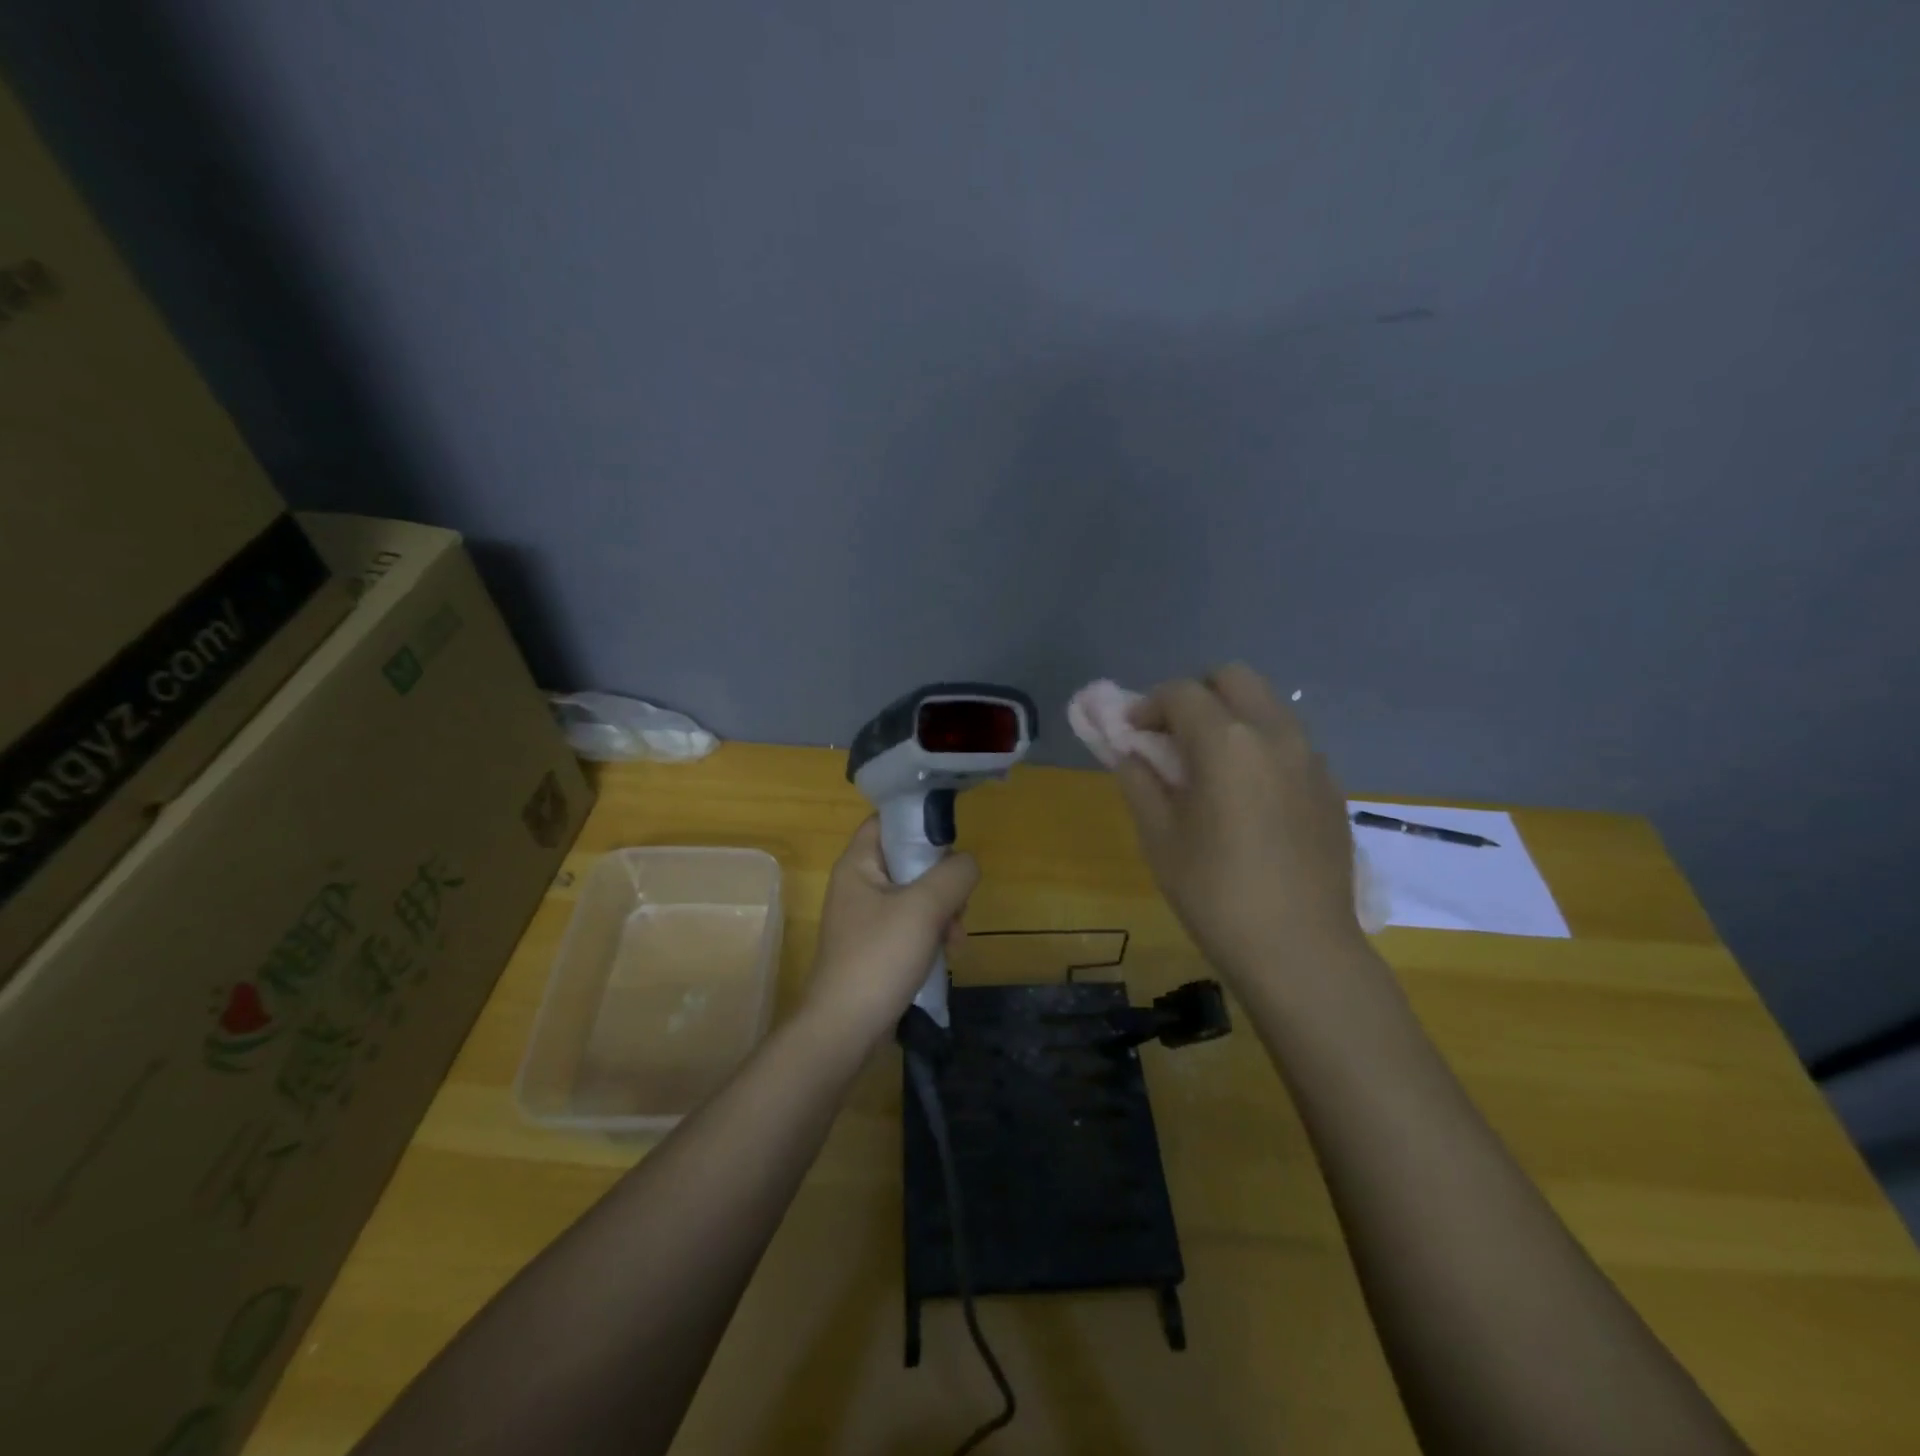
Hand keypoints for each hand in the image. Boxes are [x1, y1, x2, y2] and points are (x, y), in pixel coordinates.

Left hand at [801, 818, 978, 1048]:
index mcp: (857, 864)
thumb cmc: (879, 957)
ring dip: (943, 911)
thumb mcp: (924, 907)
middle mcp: (858, 884)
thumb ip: (953, 874)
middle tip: (959, 903)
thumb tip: (967, 864)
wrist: (844, 1029)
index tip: (952, 840)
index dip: (919, 822)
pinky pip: (910, 924)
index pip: (887, 821)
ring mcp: (866, 918)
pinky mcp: (875, 946)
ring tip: (956, 938)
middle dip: (942, 879)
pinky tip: (947, 953)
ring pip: (915, 895)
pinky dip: (931, 933)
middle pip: (909, 860)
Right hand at [1115, 664, 1364, 992]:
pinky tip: (1247, 795)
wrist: (1300, 949)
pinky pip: (1289, 742)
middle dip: (1196, 695)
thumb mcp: (1159, 837)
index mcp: (1226, 742)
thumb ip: (1139, 782)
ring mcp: (1311, 758)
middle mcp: (1274, 734)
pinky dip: (1260, 746)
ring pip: (1267, 707)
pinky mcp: (1330, 786)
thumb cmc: (1215, 893)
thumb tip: (1131, 754)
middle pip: (1233, 678)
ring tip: (1209, 766)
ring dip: (1231, 717)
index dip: (1147, 706)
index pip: (1181, 693)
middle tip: (1172, 736)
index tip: (1130, 733)